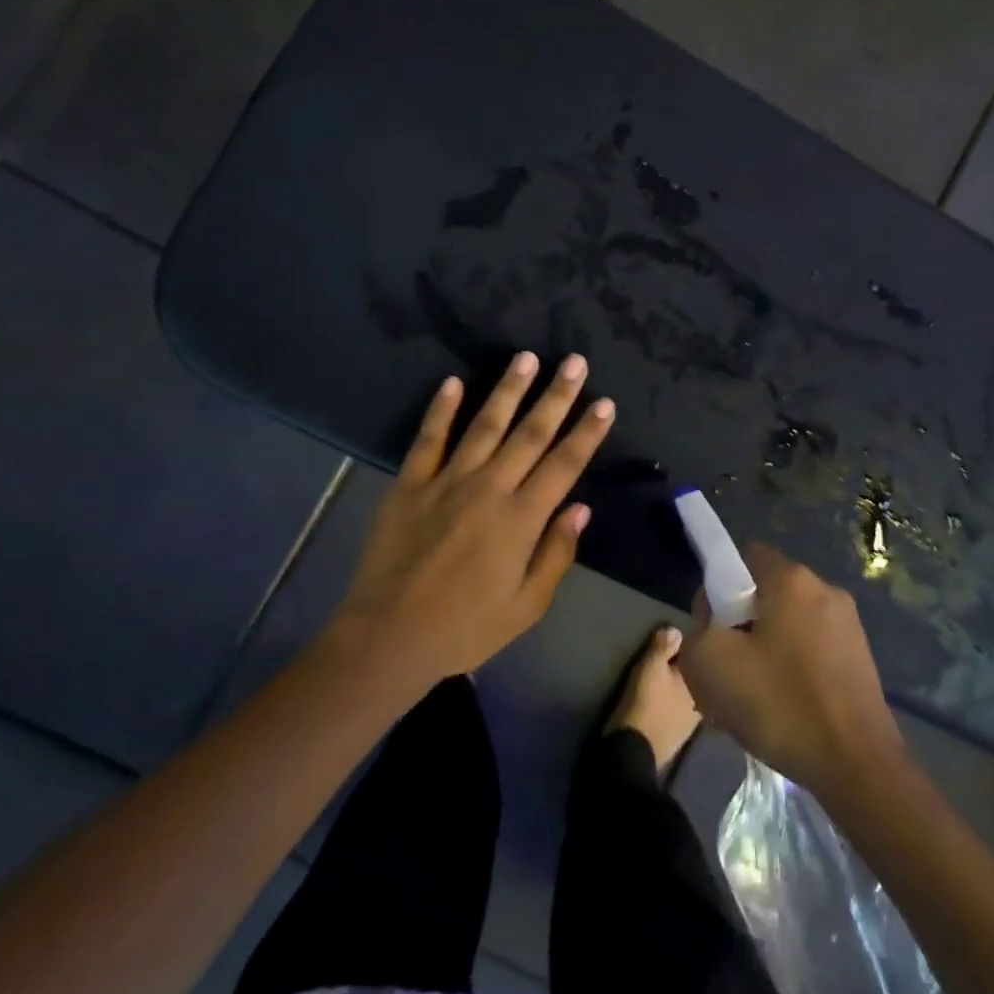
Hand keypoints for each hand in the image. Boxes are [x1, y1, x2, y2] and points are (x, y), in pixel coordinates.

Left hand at [329, 351, 615, 691]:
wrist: (389, 636)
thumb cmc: (465, 628)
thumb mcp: (525, 606)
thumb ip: (555, 554)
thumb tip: (580, 508)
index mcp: (520, 520)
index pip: (563, 465)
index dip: (587, 433)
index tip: (604, 403)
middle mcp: (488, 489)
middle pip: (529, 434)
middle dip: (556, 396)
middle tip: (574, 362)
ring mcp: (446, 481)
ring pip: (484, 426)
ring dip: (508, 390)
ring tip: (526, 357)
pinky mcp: (409, 484)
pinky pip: (428, 439)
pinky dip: (441, 410)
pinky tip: (453, 382)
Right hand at [677, 544, 903, 796]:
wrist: (858, 767)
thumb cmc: (780, 703)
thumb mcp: (710, 662)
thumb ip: (698, 626)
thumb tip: (713, 621)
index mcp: (791, 579)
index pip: (743, 557)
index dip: (719, 587)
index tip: (714, 628)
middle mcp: (824, 590)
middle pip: (764, 594)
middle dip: (740, 624)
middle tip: (726, 668)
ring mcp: (848, 625)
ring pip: (786, 625)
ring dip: (764, 650)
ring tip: (751, 696)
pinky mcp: (860, 659)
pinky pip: (810, 650)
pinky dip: (790, 668)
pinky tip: (781, 709)